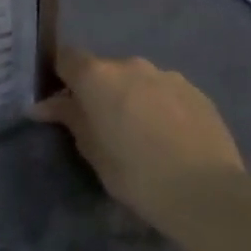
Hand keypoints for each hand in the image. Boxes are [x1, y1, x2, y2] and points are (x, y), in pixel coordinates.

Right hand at [30, 48, 246, 230]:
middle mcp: (131, 65)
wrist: (206, 192)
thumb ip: (69, 118)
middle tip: (103, 123)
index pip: (66, 57)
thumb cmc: (134, 172)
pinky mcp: (197, 92)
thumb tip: (44, 106)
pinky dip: (160, 106)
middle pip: (104, 69)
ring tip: (141, 131)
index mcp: (97, 76)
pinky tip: (168, 136)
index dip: (62, 76)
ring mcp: (168, 76)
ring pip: (138, 80)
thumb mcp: (91, 149)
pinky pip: (166, 92)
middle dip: (99, 90)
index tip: (64, 102)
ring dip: (132, 96)